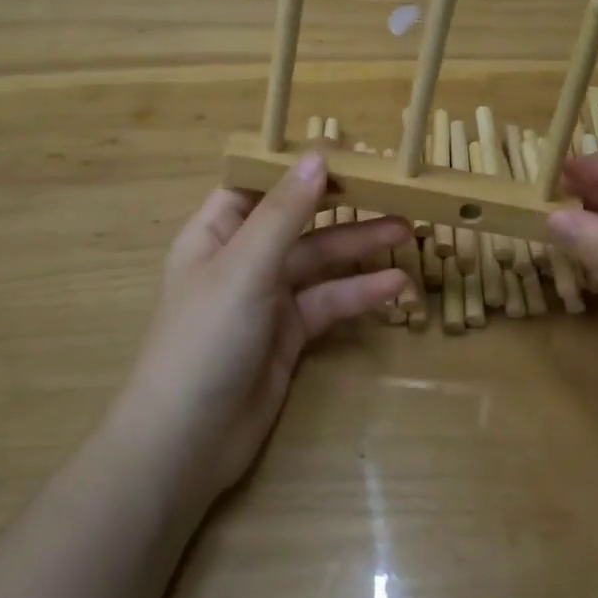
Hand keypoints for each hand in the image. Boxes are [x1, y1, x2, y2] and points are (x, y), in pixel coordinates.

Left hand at [116, 150, 411, 505]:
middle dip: (343, 206)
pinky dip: (360, 294)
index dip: (298, 167)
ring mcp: (267, 298)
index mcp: (217, 231)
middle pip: (299, 220)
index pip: (258, 184)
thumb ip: (286, 212)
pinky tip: (395, 287)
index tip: (347, 153)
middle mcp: (242, 258)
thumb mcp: (246, 266)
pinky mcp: (289, 334)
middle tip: (394, 190)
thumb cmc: (206, 338)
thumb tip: (319, 155)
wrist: (187, 443)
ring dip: (361, 247)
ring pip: (320, 262)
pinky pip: (329, 303)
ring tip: (409, 232)